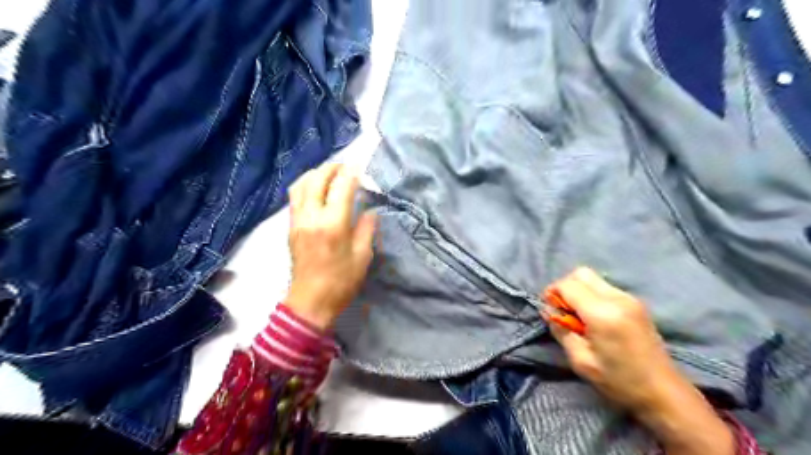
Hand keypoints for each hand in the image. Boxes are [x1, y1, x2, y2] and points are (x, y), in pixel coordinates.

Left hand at [285, 163, 376, 329]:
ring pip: (301, 184)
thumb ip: (366, 228)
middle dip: (332, 167)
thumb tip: (369, 211)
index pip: (341, 187)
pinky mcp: (291, 227)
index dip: (352, 173)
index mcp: (333, 225)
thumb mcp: (363, 256)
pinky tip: (317, 189)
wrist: (310, 302)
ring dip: (316, 173)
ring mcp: (298, 221)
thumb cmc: (341, 282)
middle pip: (317, 179)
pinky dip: (306, 185)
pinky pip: (295, 197)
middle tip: (346, 167)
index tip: (360, 166)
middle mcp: (312, 217)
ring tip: (330, 174)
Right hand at [545, 269, 735, 453]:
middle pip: (581, 273)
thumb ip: (561, 330)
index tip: (549, 309)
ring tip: (578, 316)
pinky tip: (594, 318)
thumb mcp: (581, 360)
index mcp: (603, 313)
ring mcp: (629, 298)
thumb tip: (547, 310)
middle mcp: (617, 298)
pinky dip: (592, 294)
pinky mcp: (636, 303)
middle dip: (565, 287)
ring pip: (593, 278)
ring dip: (579, 290)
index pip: (568, 285)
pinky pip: (605, 287)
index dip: (552, 293)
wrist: (664, 393)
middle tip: (562, 310)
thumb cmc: (619, 381)